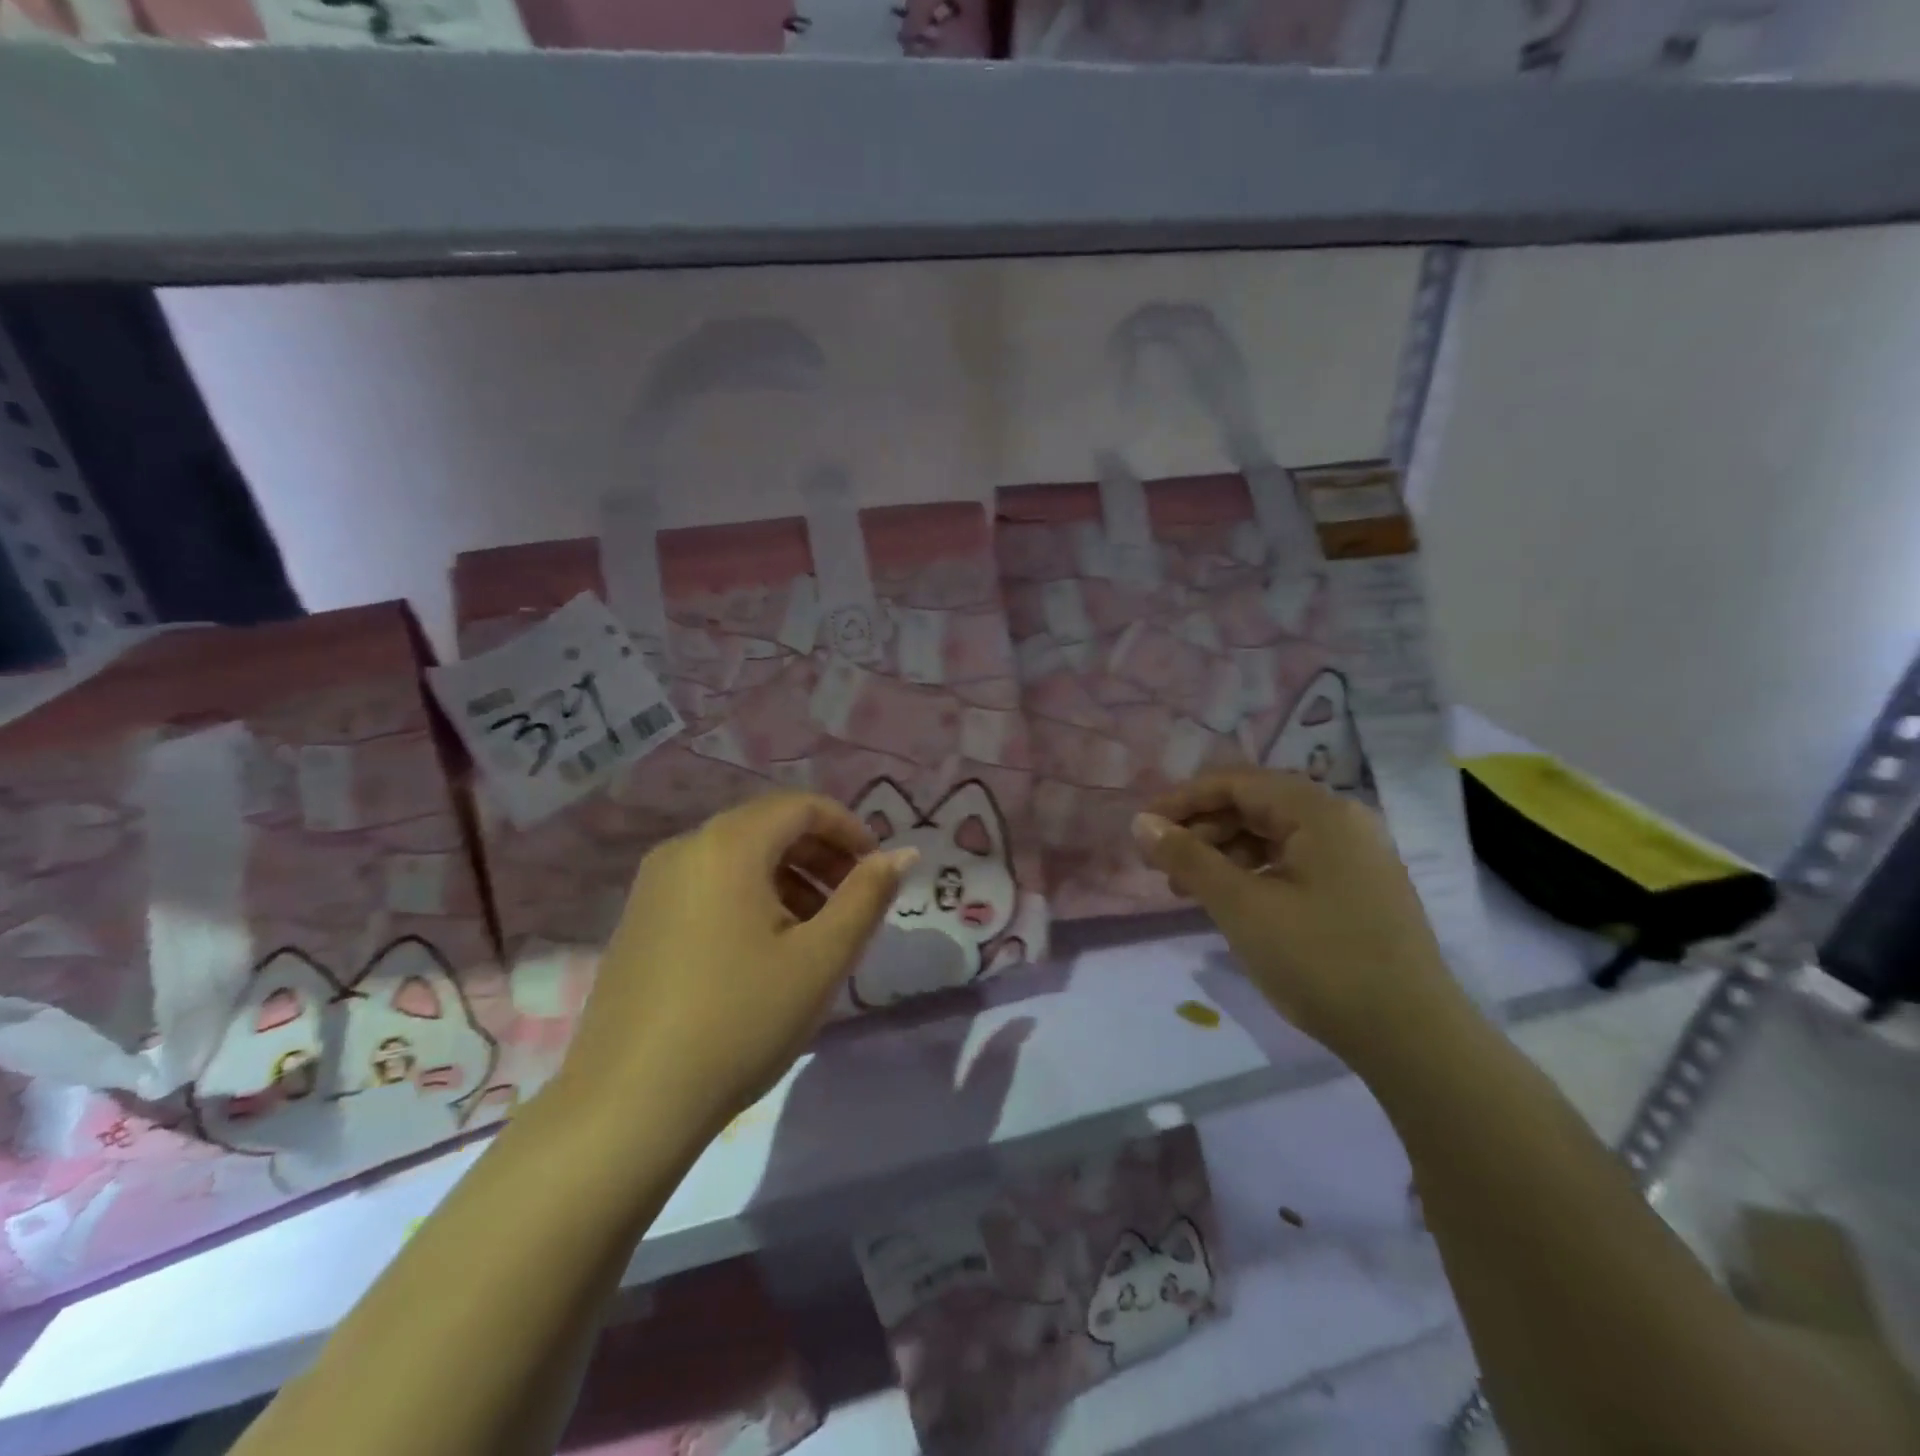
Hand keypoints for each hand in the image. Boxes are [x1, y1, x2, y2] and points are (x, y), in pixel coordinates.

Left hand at [559, 793, 915, 1131]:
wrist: (629, 1105)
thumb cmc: (739, 1020)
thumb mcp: (820, 959)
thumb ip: (867, 896)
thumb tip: (904, 853)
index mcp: (727, 846)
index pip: (801, 806)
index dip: (849, 828)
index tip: (877, 869)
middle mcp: (684, 849)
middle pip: (768, 826)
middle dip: (821, 854)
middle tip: (854, 900)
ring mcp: (653, 884)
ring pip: (738, 857)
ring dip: (789, 877)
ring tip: (817, 931)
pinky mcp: (639, 919)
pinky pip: (709, 884)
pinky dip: (750, 896)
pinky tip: (765, 949)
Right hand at [1132, 769, 1467, 1065]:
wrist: (1412, 1039)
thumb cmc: (1320, 961)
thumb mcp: (1242, 907)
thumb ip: (1188, 858)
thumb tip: (1141, 823)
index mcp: (1319, 812)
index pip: (1237, 783)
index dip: (1183, 800)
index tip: (1143, 828)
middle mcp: (1341, 821)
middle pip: (1255, 805)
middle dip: (1201, 829)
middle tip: (1161, 864)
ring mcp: (1355, 856)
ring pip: (1272, 836)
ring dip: (1223, 854)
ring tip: (1186, 889)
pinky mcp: (1358, 889)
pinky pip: (1293, 862)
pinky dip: (1253, 874)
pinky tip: (1230, 902)